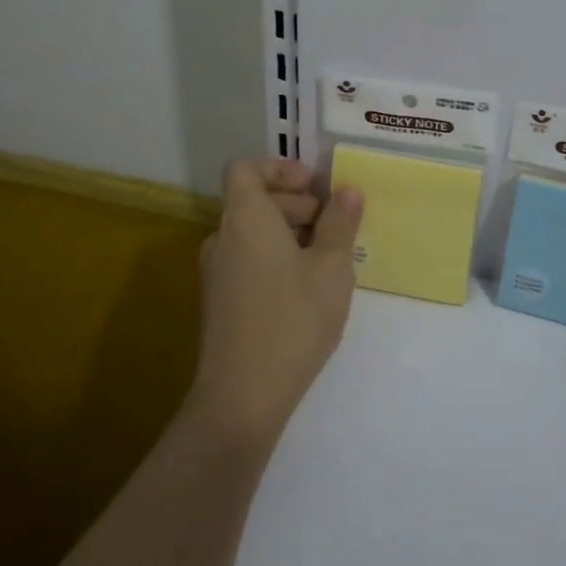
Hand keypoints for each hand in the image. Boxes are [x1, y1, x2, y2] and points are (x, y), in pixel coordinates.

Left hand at [186, 158, 364, 449]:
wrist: (241, 398)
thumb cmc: (292, 320)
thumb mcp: (331, 267)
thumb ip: (340, 222)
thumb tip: (348, 190)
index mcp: (245, 218)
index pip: (246, 168)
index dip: (281, 168)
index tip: (316, 187)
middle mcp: (223, 238)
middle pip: (255, 199)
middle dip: (298, 203)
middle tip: (336, 226)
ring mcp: (218, 272)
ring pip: (255, 232)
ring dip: (292, 232)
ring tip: (330, 260)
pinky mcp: (221, 301)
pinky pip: (250, 259)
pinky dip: (278, 258)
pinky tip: (309, 289)